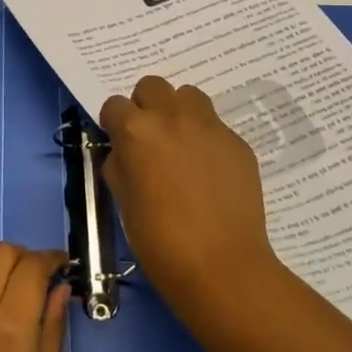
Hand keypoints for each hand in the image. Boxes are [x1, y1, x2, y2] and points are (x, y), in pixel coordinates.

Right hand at [99, 76, 280, 315]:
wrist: (221, 265)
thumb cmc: (159, 239)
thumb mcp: (122, 200)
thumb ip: (120, 164)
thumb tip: (125, 153)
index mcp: (136, 130)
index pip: (114, 104)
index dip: (114, 123)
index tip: (119, 142)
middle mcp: (172, 117)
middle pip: (152, 86)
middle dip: (146, 106)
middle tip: (150, 138)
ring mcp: (209, 126)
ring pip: (189, 96)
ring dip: (179, 112)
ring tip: (181, 144)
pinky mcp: (237, 142)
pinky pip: (215, 126)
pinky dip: (206, 138)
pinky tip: (209, 171)